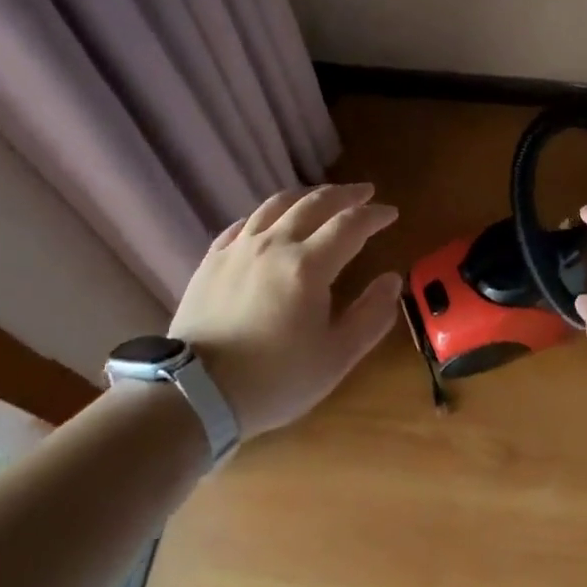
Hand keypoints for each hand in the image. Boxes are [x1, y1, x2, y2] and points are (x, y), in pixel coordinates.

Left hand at [167, 182, 401, 437]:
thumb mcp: (336, 357)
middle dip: (345, 194)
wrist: (194, 394)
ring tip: (322, 197)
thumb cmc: (274, 379)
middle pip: (315, 203)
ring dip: (307, 195)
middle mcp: (274, 244)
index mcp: (308, 265)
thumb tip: (392, 279)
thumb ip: (371, 315)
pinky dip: (268, 214)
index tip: (390, 212)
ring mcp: (239, 249)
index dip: (374, 214)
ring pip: (277, 205)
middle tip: (365, 192)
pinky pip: (244, 223)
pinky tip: (272, 221)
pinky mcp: (212, 260)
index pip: (350, 224)